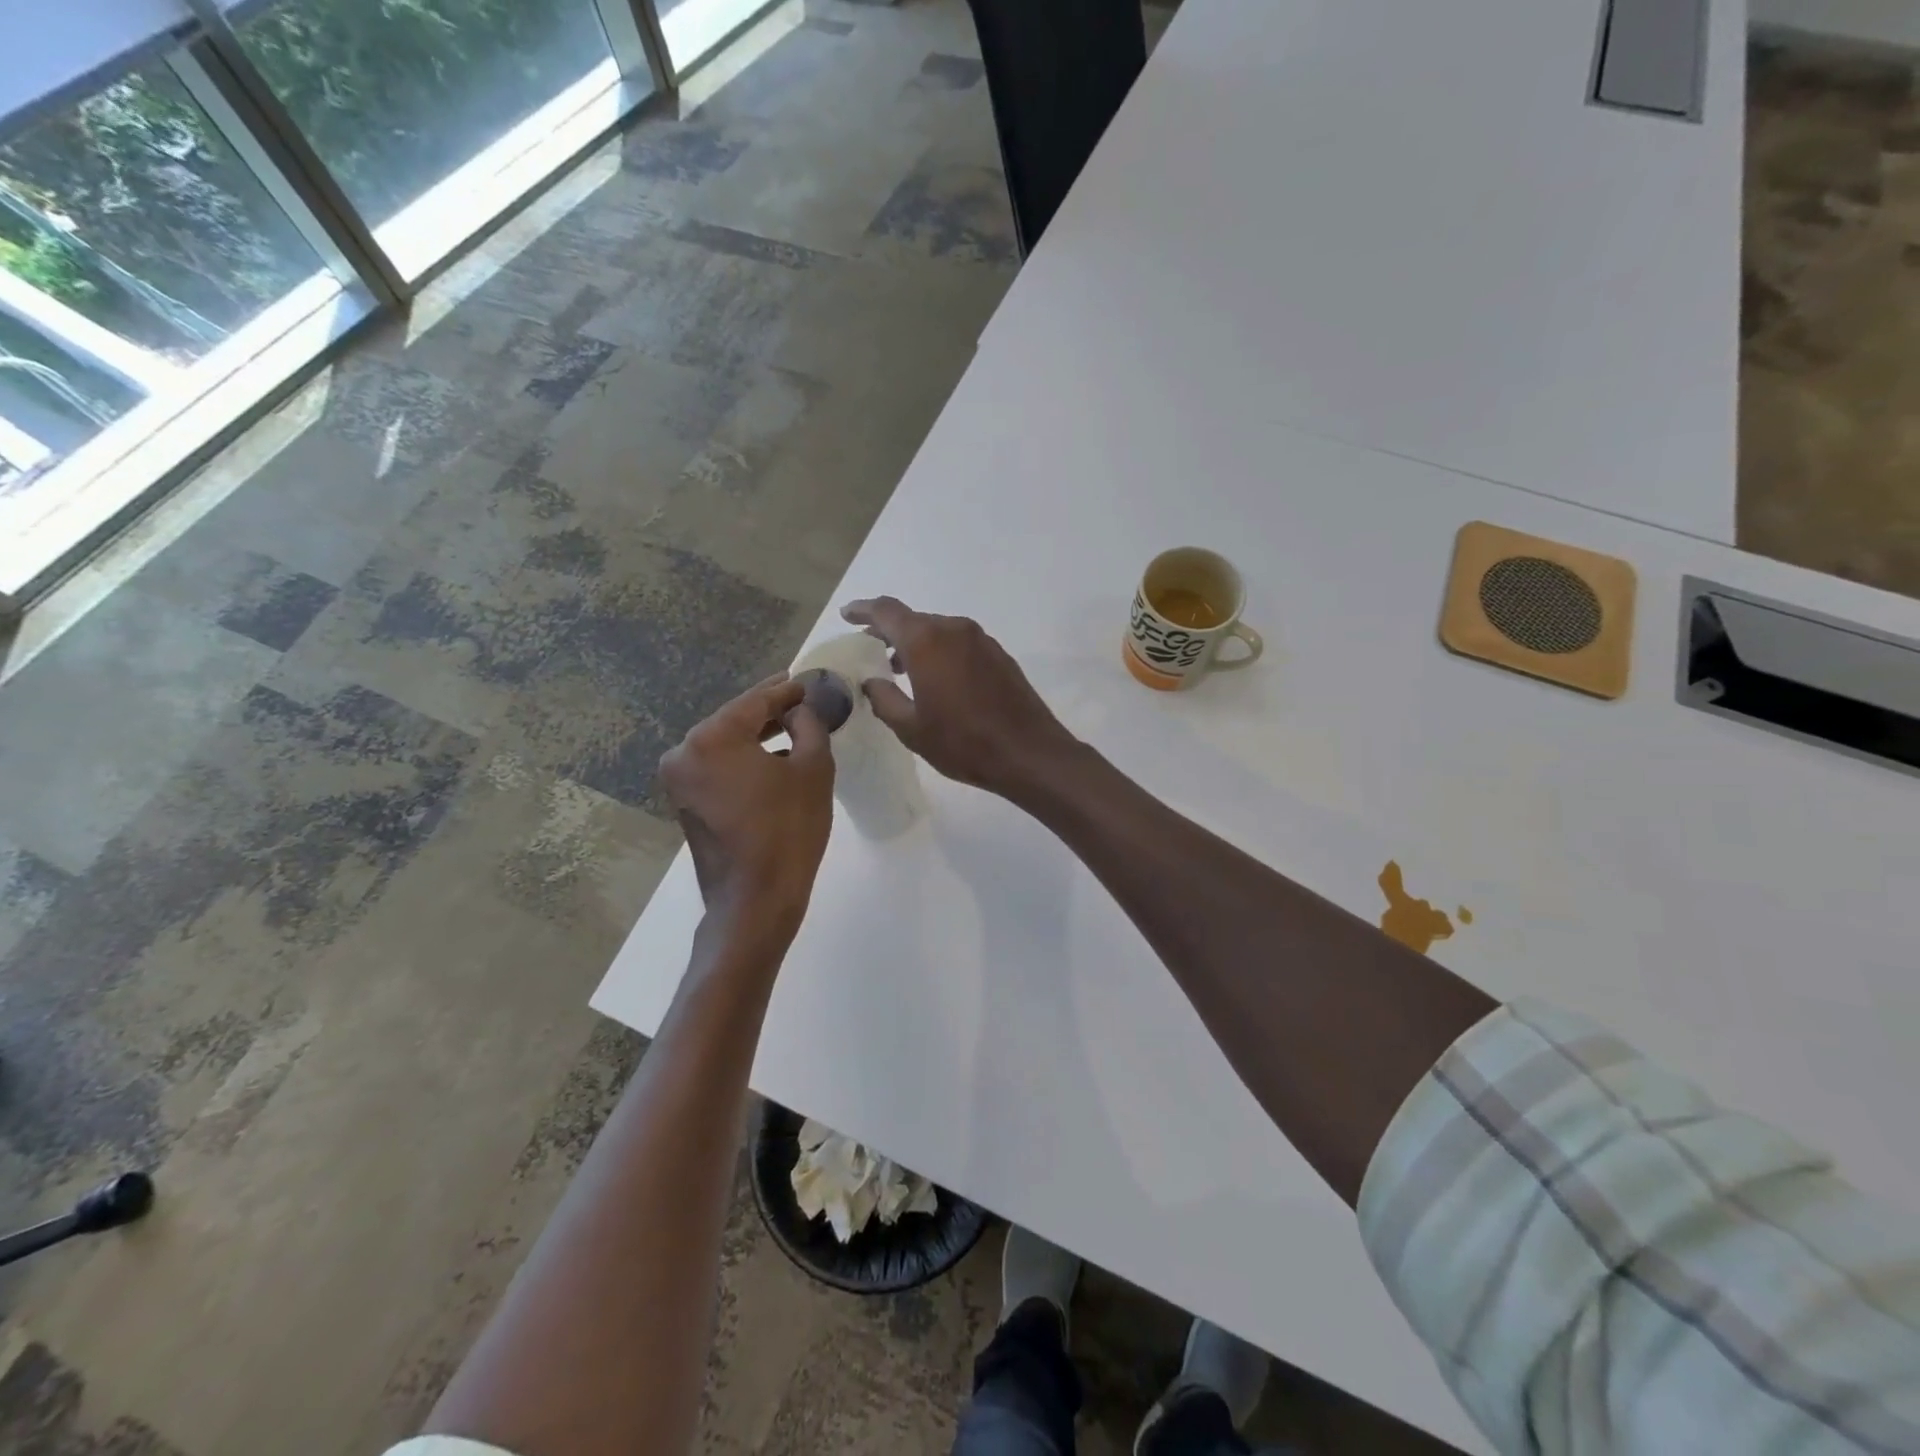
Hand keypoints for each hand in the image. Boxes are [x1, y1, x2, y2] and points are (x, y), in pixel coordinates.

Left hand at [659, 674, 834, 936]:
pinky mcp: (685, 803)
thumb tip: (799, 712)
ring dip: (757, 736)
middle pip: (734, 720)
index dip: (785, 691)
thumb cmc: (788, 830)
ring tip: (792, 725)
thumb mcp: (813, 769)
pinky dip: (744, 759)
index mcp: (711, 738)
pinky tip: (773, 758)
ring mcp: (679, 781)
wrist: (755, 900)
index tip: (807, 681)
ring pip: (725, 744)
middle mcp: (684, 753)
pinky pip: (718, 767)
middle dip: (768, 710)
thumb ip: (809, 726)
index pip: (754, 701)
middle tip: (800, 698)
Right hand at [841, 597, 1081, 800]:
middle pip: (914, 620)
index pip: (886, 611)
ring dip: (916, 644)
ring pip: (939, 632)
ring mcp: (981, 640)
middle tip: (871, 649)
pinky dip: (941, 653)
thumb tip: (871, 682)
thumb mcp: (911, 728)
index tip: (847, 615)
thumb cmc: (963, 742)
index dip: (863, 611)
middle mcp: (954, 629)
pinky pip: (960, 644)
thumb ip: (884, 699)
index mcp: (926, 641)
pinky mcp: (999, 655)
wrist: (1029, 753)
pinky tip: (937, 680)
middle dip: (889, 631)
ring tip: (900, 669)